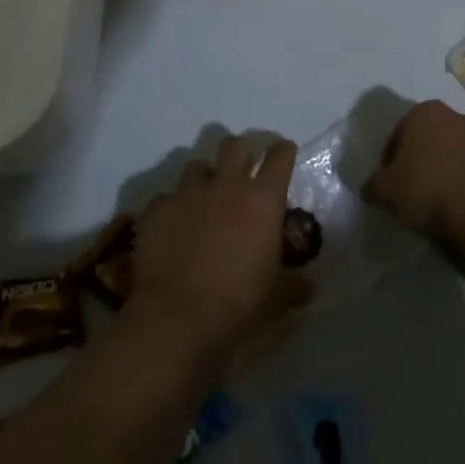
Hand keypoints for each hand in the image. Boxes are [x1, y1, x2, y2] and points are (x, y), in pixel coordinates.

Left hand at [129, 135, 311, 368]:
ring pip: (197, 165)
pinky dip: (172, 208)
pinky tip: (171, 229)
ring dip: (204, 178)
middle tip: (243, 170)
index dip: (283, 152)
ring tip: (203, 200)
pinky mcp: (156, 209)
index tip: (284, 156)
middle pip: (235, 145)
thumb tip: (309, 286)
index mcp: (263, 200)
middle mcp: (227, 185)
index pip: (280, 156)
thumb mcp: (276, 298)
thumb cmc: (237, 304)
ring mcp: (188, 193)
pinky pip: (166, 198)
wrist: (174, 318)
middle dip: (241, 151)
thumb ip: (295, 285)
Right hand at [363, 100, 464, 247]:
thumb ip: (373, 185)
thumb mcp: (385, 191)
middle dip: (418, 161)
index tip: (389, 185)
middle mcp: (454, 115)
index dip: (389, 161)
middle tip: (410, 191)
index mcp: (425, 112)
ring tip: (436, 200)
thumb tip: (371, 188)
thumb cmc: (429, 191)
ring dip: (442, 170)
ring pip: (451, 152)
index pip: (397, 134)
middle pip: (426, 140)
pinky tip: (458, 204)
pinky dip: (463, 181)